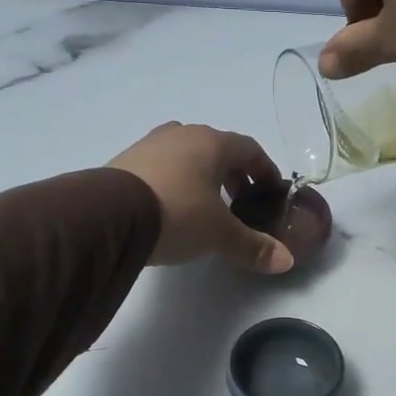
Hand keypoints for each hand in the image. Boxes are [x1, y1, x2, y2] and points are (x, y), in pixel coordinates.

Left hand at [108, 123, 293, 273]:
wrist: (108, 215)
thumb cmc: (177, 214)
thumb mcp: (219, 235)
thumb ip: (253, 246)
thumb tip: (286, 261)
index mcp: (212, 143)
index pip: (250, 149)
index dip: (265, 169)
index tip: (270, 191)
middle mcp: (183, 134)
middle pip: (218, 149)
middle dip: (233, 173)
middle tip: (240, 202)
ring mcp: (150, 144)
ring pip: (187, 154)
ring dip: (202, 175)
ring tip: (205, 205)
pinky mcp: (126, 160)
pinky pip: (162, 165)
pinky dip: (176, 180)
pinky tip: (172, 206)